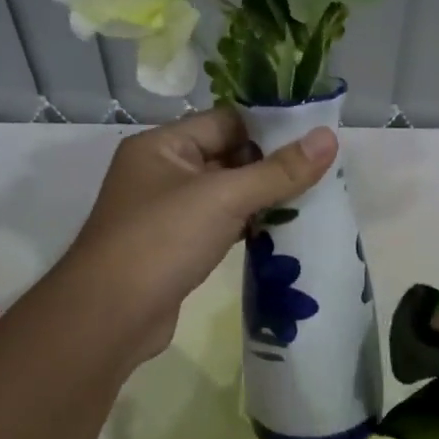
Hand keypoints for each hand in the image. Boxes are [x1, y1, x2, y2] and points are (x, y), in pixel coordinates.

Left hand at [57, 108, 336, 363]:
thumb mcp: (223, 198)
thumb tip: (329, 138)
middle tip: (321, 171)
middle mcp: (161, 171)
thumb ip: (278, 170)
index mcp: (162, 146)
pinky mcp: (175, 246)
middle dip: (271, 164)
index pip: (225, 120)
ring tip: (311, 198)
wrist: (109, 317)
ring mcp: (167, 211)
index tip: (315, 136)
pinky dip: (247, 224)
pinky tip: (281, 230)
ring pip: (225, 193)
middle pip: (227, 155)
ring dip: (262, 197)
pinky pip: (219, 223)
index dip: (270, 126)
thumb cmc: (161, 241)